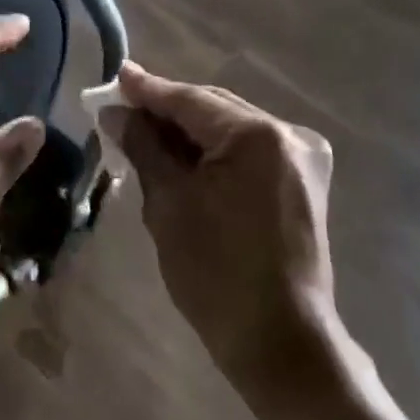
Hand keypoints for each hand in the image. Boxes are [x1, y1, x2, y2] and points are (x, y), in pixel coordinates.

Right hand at [109, 61, 337, 397]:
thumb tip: (115, 113)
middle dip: (167, 110)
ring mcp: (302, 157)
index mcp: (257, 136)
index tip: (117, 75)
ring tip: (145, 131)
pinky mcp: (304, 181)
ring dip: (189, 132)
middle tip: (123, 106)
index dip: (149, 89)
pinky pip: (249, 150)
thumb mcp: (169, 205)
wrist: (282, 344)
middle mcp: (287, 134)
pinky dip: (214, 151)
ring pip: (231, 129)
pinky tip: (182, 157)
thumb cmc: (217, 275)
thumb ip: (144, 147)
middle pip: (213, 109)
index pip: (190, 101)